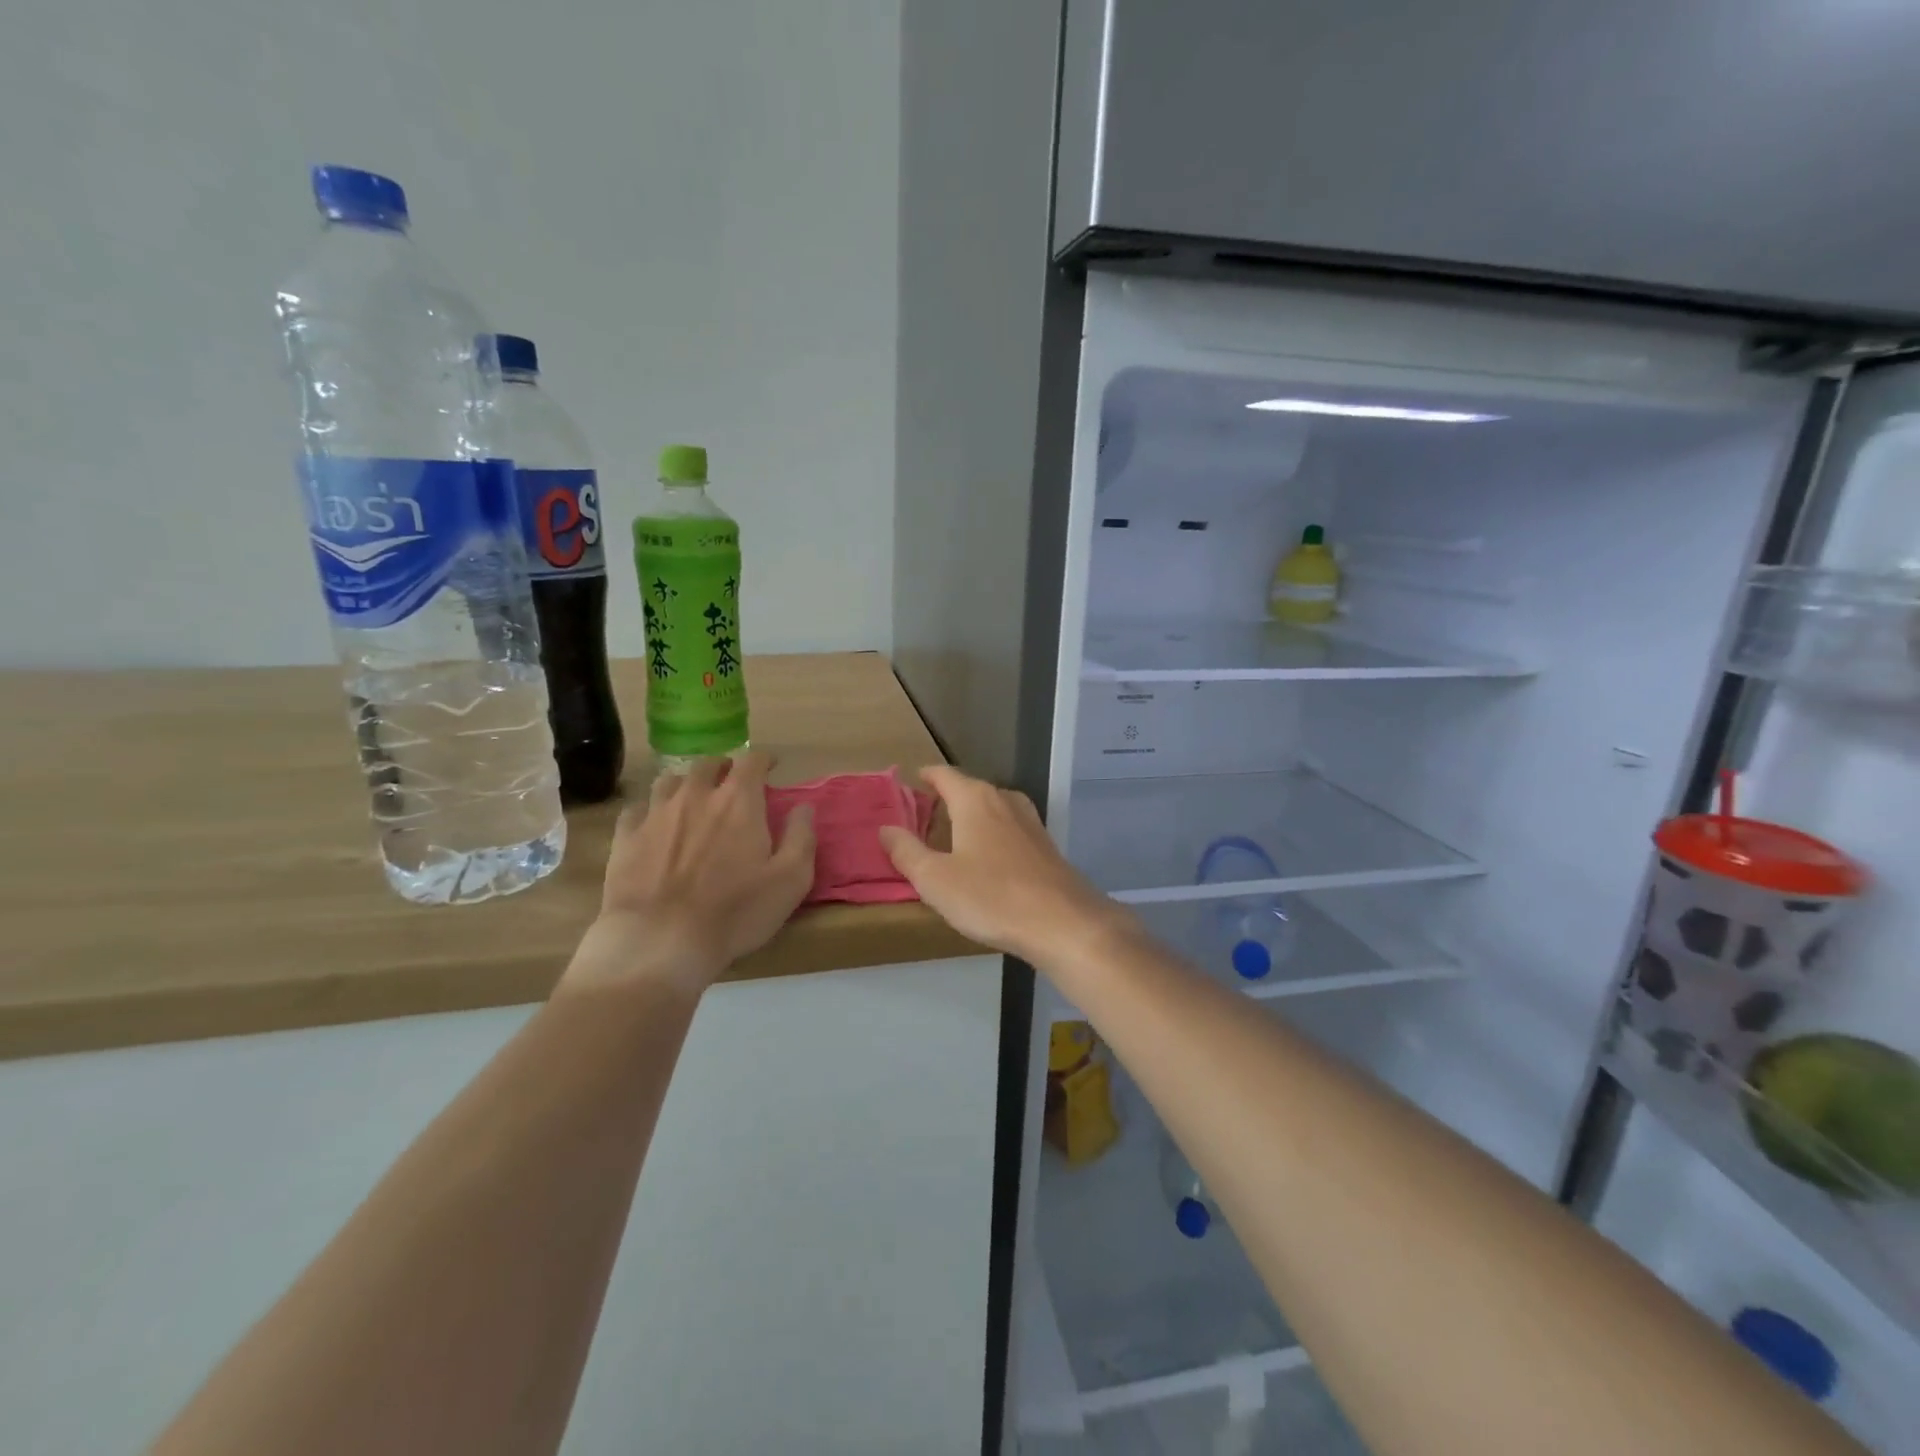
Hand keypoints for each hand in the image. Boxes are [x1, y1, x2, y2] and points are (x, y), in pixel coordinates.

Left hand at [562, 752, 816, 996]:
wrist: (660, 941)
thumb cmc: (735, 912)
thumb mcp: (791, 880)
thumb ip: (801, 837)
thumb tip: (804, 807)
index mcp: (738, 801)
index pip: (752, 761)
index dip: (764, 760)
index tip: (771, 767)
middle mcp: (695, 795)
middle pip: (708, 764)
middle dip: (724, 768)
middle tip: (732, 783)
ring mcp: (655, 814)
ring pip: (670, 780)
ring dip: (687, 784)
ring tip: (693, 800)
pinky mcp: (625, 837)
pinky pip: (636, 809)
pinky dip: (650, 810)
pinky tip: (654, 826)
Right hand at [879, 765, 1131, 965]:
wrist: (1063, 922)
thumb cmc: (991, 896)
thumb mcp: (935, 879)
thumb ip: (907, 851)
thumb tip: (885, 828)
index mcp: (974, 800)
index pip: (944, 775)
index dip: (926, 776)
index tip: (911, 782)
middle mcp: (1003, 800)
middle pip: (970, 789)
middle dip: (946, 798)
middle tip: (923, 816)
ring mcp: (1030, 822)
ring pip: (993, 808)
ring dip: (972, 817)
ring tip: (953, 835)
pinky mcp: (1045, 846)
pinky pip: (1010, 829)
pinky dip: (993, 835)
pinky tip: (988, 859)